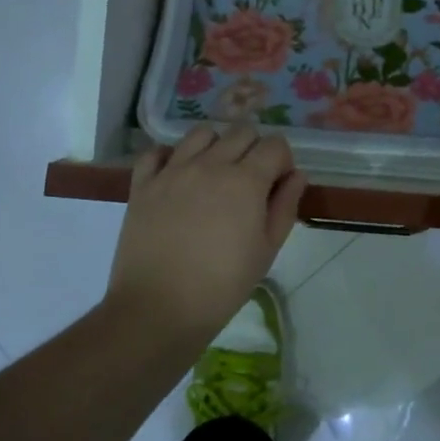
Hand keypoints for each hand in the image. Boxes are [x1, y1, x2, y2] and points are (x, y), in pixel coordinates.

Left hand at [105, 124, 306, 342]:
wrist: (158, 308)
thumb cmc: (222, 285)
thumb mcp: (267, 250)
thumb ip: (285, 206)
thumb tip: (296, 176)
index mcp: (246, 180)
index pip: (275, 145)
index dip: (282, 161)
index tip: (278, 184)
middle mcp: (210, 164)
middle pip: (241, 132)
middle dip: (254, 149)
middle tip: (250, 181)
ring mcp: (173, 170)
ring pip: (201, 133)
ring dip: (216, 146)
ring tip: (214, 175)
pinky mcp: (143, 184)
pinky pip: (157, 152)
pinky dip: (170, 157)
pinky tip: (177, 178)